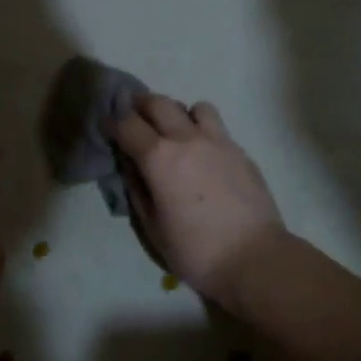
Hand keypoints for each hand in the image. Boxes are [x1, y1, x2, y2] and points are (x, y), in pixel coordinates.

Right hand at [108, 94, 285, 309]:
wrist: (254, 257)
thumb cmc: (195, 250)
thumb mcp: (153, 227)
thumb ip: (137, 190)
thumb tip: (130, 166)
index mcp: (159, 157)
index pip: (127, 124)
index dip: (111, 121)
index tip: (105, 123)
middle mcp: (187, 139)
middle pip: (159, 103)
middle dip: (140, 104)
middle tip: (133, 115)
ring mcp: (218, 141)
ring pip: (195, 107)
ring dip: (179, 113)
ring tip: (176, 131)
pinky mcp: (240, 151)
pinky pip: (217, 128)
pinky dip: (202, 130)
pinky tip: (203, 154)